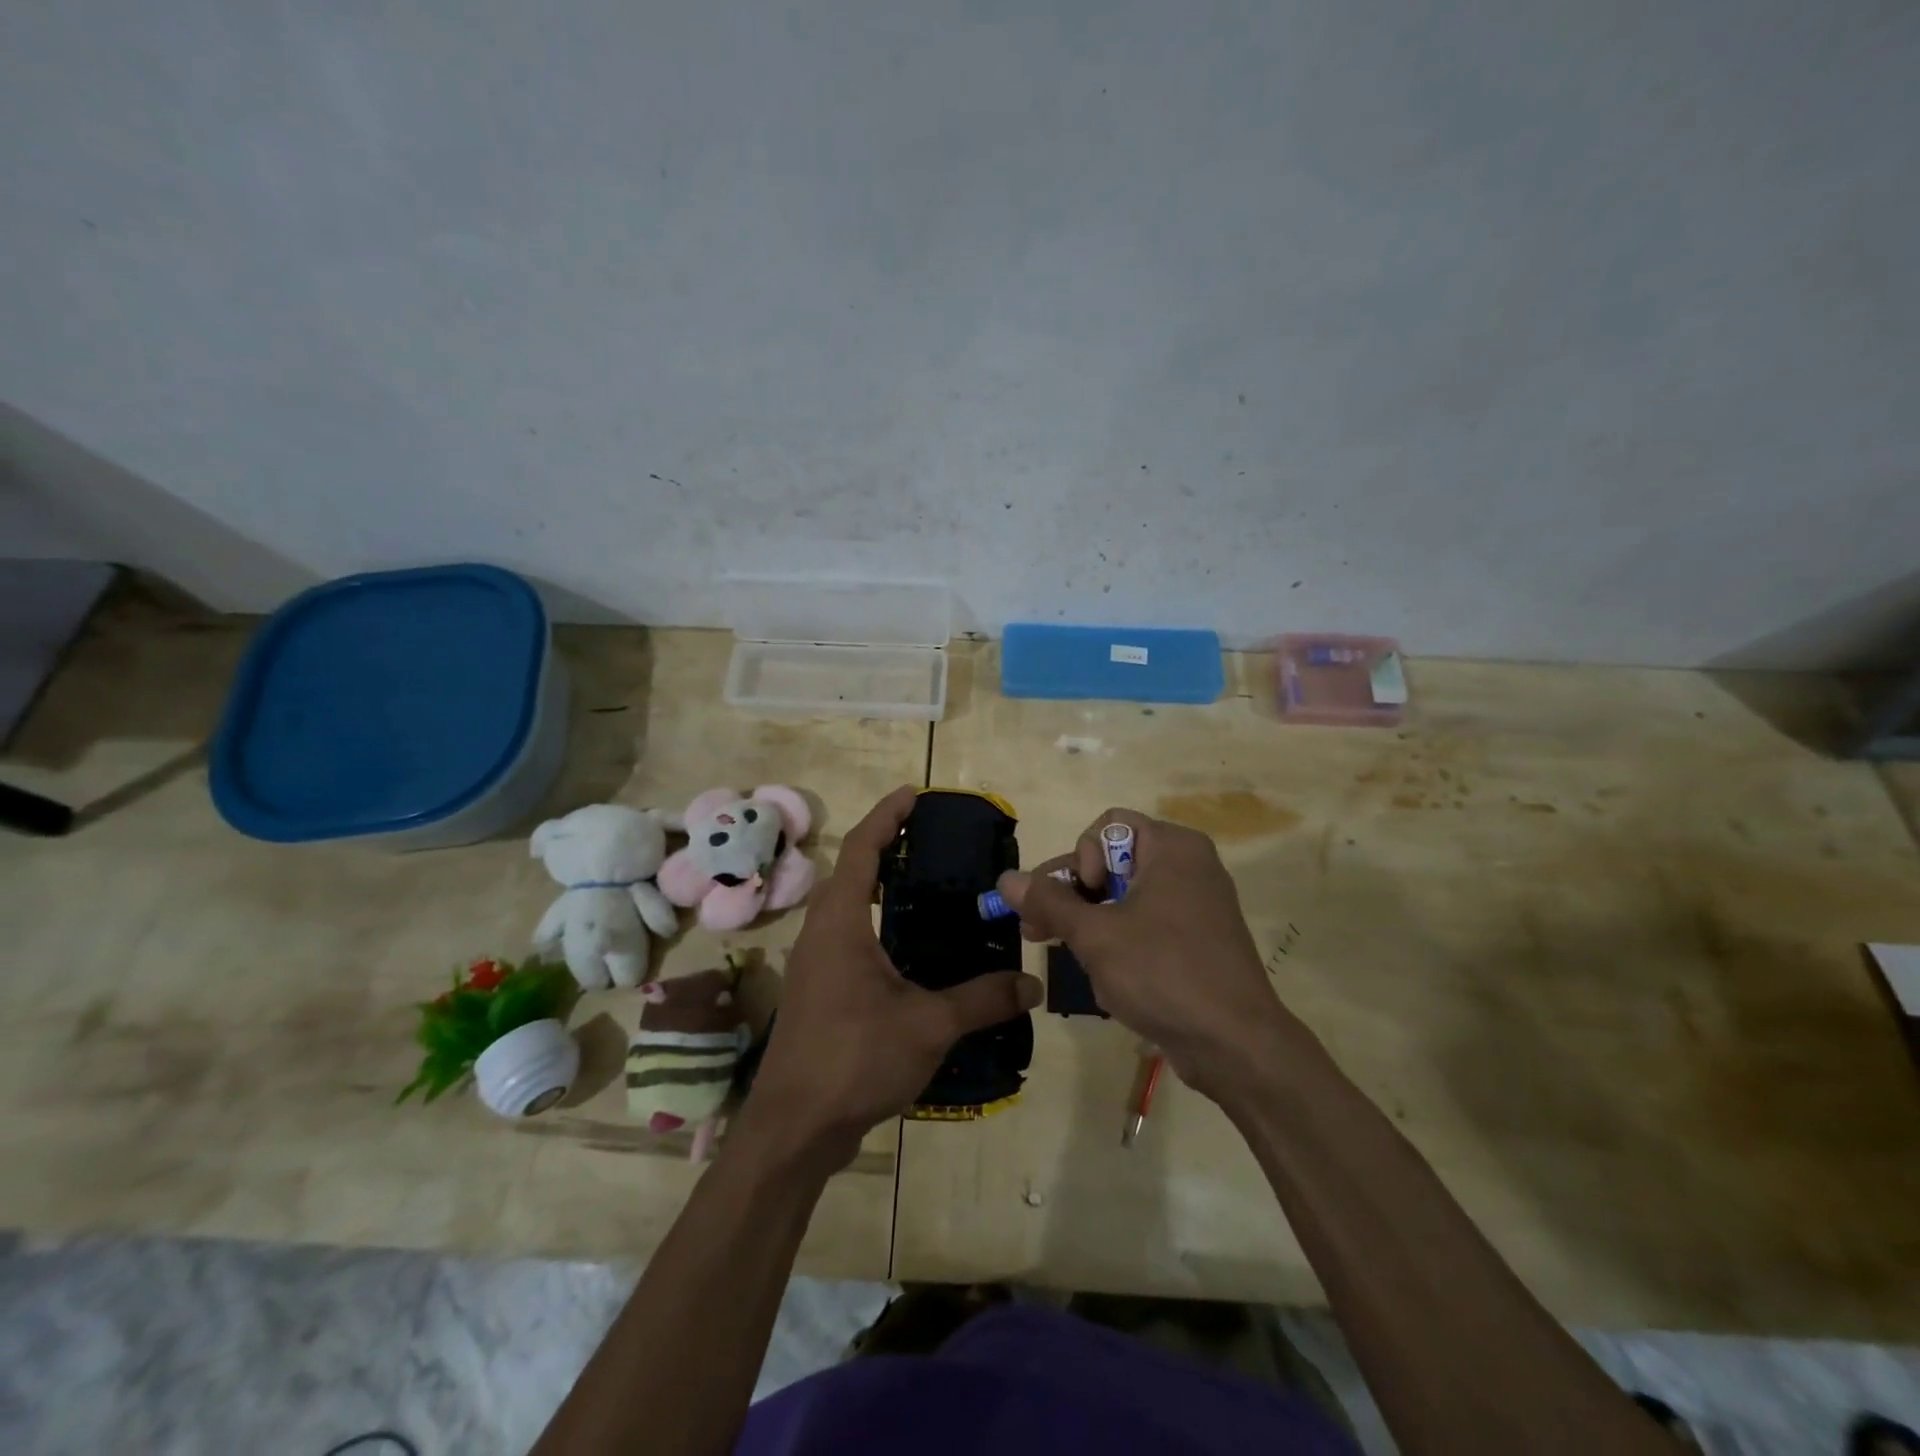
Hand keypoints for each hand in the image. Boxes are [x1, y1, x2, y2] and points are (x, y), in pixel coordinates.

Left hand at [741, 785, 1042, 1166]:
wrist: (793, 1128)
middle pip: (851, 871)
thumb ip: (981, 999)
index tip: (913, 794)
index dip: (886, 816)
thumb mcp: (928, 1025)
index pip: (862, 849)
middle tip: (927, 839)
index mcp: (840, 923)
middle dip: (883, 846)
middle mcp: (821, 932)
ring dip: (875, 884)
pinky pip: (846, 935)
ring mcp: (814, 963)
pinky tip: (906, 947)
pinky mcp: (817, 991)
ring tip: (921, 884)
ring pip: (845, 905)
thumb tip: (1032, 983)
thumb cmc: (854, 1059)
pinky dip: (872, 920)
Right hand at [996, 807, 1296, 1105]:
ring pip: (1125, 898)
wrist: (1236, 1045)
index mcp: (1172, 847)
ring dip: (1091, 925)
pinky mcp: (1198, 941)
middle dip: (1073, 896)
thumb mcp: (1095, 935)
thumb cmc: (1163, 972)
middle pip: (1113, 861)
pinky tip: (1107, 978)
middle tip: (1037, 930)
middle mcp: (1188, 866)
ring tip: (1071, 958)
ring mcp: (1196, 905)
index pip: (1107, 827)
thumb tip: (1007, 879)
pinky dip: (1120, 942)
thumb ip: (1047, 901)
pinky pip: (1147, 925)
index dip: (1083, 857)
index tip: (1083, 897)